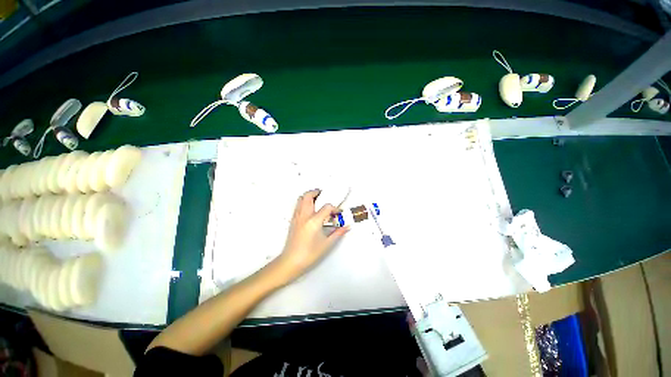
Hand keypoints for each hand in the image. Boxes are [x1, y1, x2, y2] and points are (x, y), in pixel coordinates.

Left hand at [273, 189, 349, 284]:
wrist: (291, 261)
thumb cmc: (310, 253)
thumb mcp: (327, 244)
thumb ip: (338, 233)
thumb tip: (347, 227)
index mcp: (314, 221)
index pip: (327, 207)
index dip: (334, 208)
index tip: (337, 213)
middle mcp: (304, 215)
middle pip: (309, 195)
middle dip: (317, 192)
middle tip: (324, 196)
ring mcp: (297, 216)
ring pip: (301, 198)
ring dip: (309, 196)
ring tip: (317, 201)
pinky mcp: (293, 220)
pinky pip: (298, 205)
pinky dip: (304, 202)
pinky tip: (310, 211)